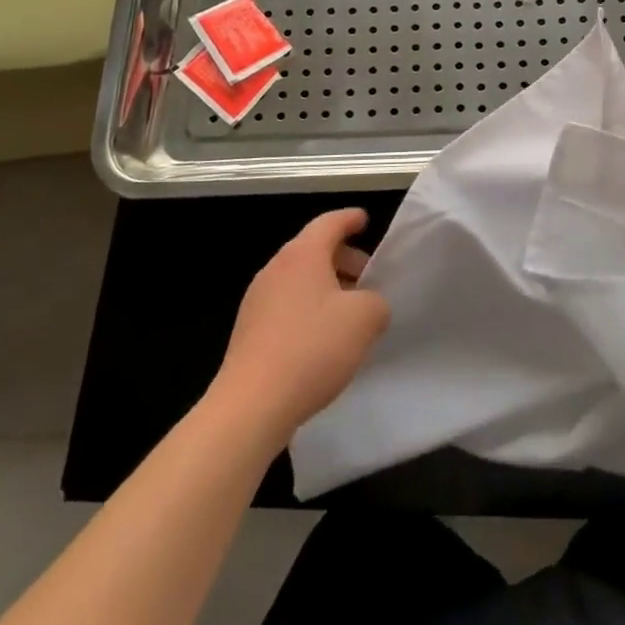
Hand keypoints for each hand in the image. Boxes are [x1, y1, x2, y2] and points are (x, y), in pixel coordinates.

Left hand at [209, 209, 390, 448]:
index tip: (364, 220)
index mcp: (302, 255)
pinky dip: (308, 311)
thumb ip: (376, 302)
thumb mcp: (365, 319)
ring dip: (325, 288)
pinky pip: (286, 307)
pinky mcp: (248, 332)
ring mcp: (257, 301)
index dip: (350, 219)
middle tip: (367, 278)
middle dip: (343, 259)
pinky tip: (322, 341)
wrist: (251, 405)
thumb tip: (368, 305)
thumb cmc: (312, 348)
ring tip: (348, 314)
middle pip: (313, 250)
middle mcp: (276, 269)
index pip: (329, 223)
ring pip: (299, 280)